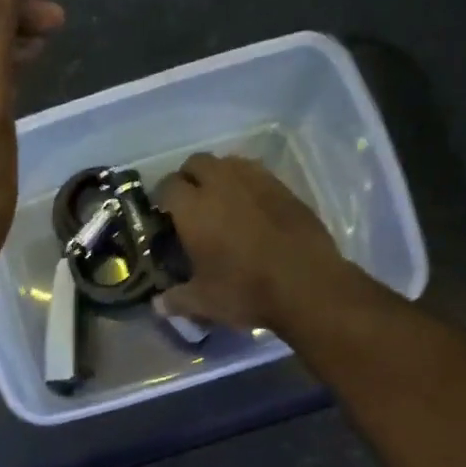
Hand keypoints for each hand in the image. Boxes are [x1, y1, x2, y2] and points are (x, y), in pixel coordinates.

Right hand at [155, 154, 344, 330]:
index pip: (167, 186)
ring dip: (218, 175)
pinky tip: (251, 207)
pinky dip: (246, 183)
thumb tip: (157, 304)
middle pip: (196, 162)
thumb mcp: (204, 302)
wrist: (307, 284)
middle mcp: (221, 183)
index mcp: (193, 208)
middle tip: (189, 204)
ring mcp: (256, 181)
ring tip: (220, 201)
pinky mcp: (283, 187)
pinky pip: (256, 173)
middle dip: (188, 178)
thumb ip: (176, 299)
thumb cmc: (246, 291)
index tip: (163, 214)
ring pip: (228, 162)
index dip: (161, 198)